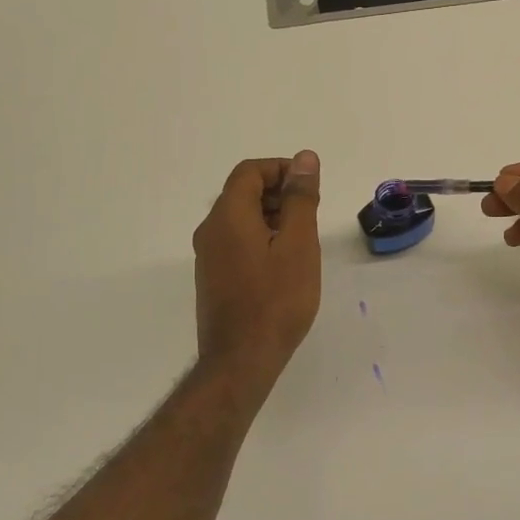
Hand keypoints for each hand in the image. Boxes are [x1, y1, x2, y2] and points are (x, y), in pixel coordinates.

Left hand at [193, 152, 322, 380]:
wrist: (241, 360)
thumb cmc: (276, 300)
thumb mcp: (298, 244)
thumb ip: (300, 199)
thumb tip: (304, 159)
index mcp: (227, 216)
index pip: (249, 172)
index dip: (281, 170)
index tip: (310, 187)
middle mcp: (210, 230)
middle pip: (242, 193)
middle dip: (279, 194)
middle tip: (311, 215)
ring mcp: (208, 256)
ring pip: (240, 219)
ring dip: (272, 218)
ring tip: (302, 241)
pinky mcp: (212, 278)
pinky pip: (236, 242)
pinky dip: (261, 239)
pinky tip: (284, 265)